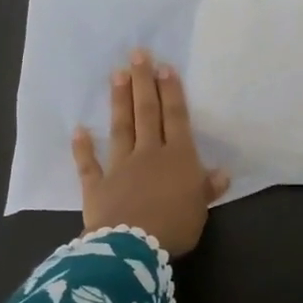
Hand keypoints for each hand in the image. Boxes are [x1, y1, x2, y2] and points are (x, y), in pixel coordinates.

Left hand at [72, 50, 229, 256]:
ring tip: (116, 75)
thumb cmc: (174, 226)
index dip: (171, 92)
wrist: (133, 248)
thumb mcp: (200, 209)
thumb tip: (223, 173)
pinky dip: (83, 148)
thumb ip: (207, 188)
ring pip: (121, 128)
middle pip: (146, 113)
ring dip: (119, 101)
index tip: (164, 67)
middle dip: (143, 82)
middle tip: (137, 54)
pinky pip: (89, 165)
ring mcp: (120, 167)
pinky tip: (79, 130)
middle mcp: (149, 154)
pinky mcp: (97, 187)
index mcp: (178, 158)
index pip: (175, 118)